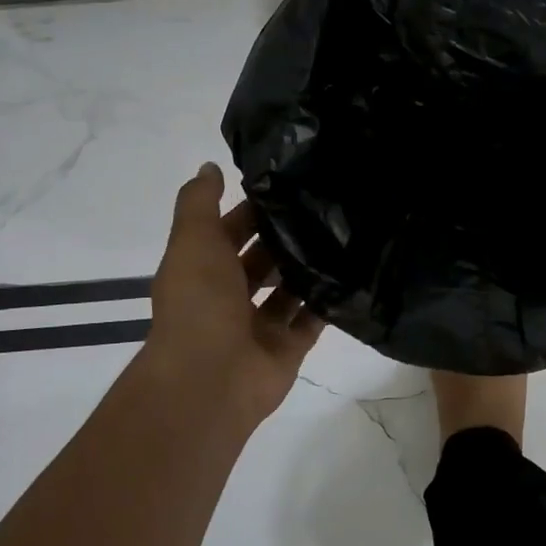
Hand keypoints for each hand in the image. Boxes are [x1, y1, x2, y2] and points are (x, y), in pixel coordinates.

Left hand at [144, 163, 322, 423]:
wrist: (210, 379)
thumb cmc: (199, 302)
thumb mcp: (192, 240)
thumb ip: (199, 202)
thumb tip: (209, 166)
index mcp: (203, 270)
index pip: (230, 232)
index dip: (253, 209)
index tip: (290, 185)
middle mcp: (229, 297)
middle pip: (262, 260)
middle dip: (286, 237)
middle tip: (327, 205)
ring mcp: (258, 325)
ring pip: (288, 289)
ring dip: (308, 267)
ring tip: (346, 233)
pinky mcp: (287, 348)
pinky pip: (311, 319)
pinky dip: (327, 301)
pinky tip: (353, 272)